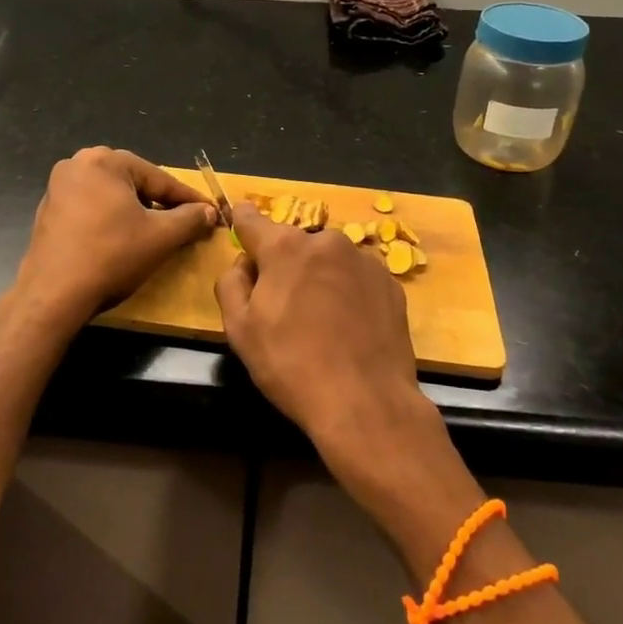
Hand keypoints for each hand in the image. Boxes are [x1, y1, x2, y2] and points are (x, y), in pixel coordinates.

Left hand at [13, 147, 216, 325]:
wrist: (53, 296)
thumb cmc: (111, 256)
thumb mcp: (161, 237)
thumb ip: (190, 219)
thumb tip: (209, 211)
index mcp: (104, 161)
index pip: (159, 179)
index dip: (189, 199)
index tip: (211, 213)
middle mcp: (77, 164)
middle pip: (134, 182)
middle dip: (161, 203)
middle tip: (185, 222)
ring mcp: (58, 188)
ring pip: (112, 195)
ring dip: (136, 211)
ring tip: (157, 232)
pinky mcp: (49, 212)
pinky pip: (91, 208)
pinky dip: (111, 220)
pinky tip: (123, 240)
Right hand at [214, 204, 438, 472]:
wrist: (366, 403)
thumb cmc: (291, 365)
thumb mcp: (239, 329)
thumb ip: (231, 283)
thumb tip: (245, 263)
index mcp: (285, 247)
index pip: (252, 220)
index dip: (242, 222)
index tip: (238, 222)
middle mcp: (327, 241)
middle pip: (294, 244)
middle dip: (284, 264)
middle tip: (282, 306)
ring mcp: (364, 260)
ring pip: (328, 260)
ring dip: (318, 277)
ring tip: (320, 322)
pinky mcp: (391, 284)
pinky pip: (357, 278)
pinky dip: (348, 292)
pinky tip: (348, 328)